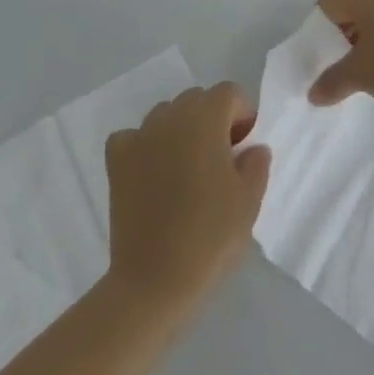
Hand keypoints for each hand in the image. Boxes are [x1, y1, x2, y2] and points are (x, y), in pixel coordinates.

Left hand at [104, 82, 270, 313]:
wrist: (154, 280)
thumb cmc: (210, 236)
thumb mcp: (249, 202)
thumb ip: (256, 164)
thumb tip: (253, 147)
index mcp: (205, 118)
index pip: (229, 93)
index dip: (242, 115)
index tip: (245, 148)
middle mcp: (170, 115)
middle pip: (197, 100)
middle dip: (212, 120)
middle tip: (220, 161)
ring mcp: (139, 134)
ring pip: (166, 115)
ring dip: (180, 131)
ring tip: (186, 171)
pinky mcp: (117, 159)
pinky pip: (134, 137)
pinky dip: (145, 147)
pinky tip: (152, 174)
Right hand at [308, 0, 373, 116]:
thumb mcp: (361, 74)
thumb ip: (332, 81)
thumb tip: (312, 94)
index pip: (326, 5)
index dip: (315, 32)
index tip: (313, 61)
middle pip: (346, 15)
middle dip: (335, 44)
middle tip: (329, 73)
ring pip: (368, 29)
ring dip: (358, 52)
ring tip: (354, 81)